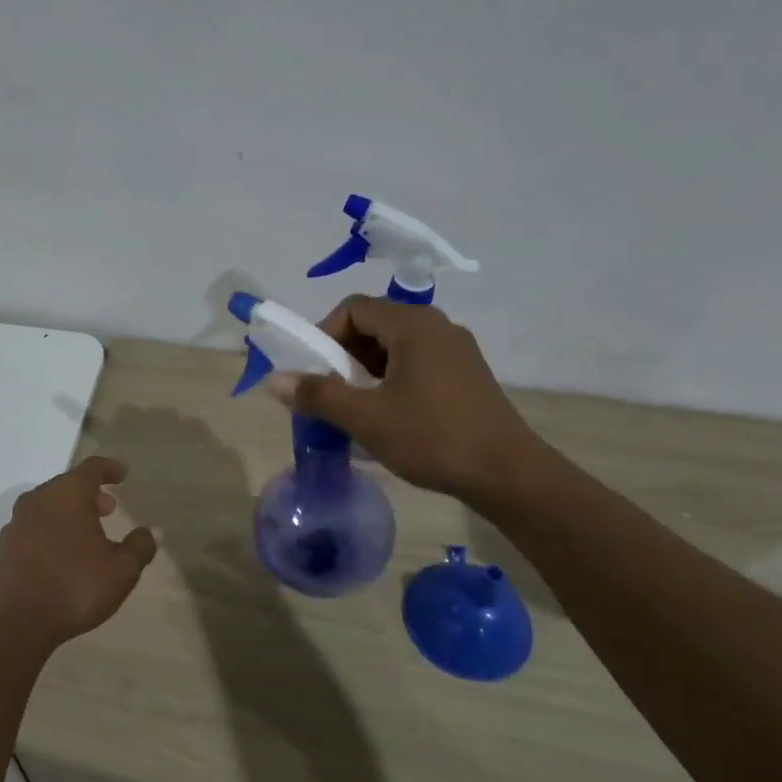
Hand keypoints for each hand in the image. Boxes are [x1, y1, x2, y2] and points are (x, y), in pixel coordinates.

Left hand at [0, 456, 157, 646]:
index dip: (110, 469)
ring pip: (46, 508)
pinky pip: (31, 531)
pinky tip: (57, 558)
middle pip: (66, 486)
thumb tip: (153, 531)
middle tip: (108, 509)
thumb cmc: (74, 587)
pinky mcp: (1, 549)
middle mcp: (38, 500)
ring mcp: (15, 524)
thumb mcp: (121, 570)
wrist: (13, 623)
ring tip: (84, 534)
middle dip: (89, 494)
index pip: (92, 468)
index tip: (122, 474)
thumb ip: (139, 547)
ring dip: (67, 514)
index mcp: (67, 494)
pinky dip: (48, 534)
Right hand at [266, 296, 545, 503]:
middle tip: (330, 391)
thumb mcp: (366, 418)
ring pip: (396, 346)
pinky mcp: (466, 375)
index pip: (354, 308)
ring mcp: (457, 350)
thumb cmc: (432, 438)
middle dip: (343, 354)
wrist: (507, 474)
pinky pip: (417, 363)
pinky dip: (392, 379)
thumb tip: (274, 380)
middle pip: (375, 323)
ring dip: (366, 370)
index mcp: (413, 325)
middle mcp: (437, 327)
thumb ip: (317, 395)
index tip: (314, 370)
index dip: (324, 333)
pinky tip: (387, 415)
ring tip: (355, 407)